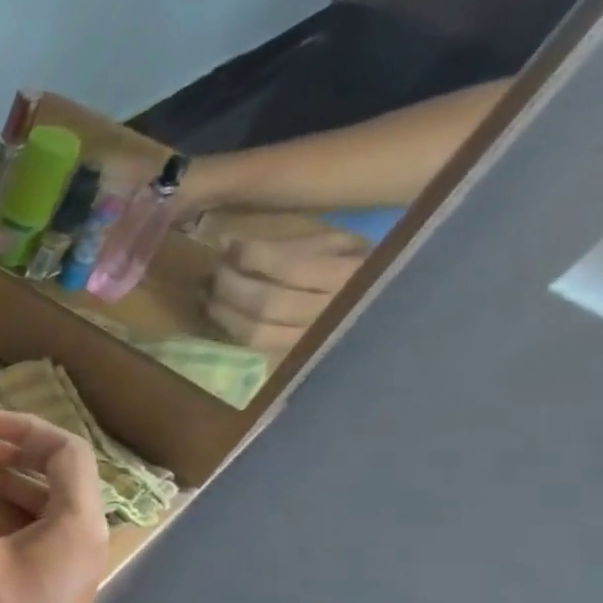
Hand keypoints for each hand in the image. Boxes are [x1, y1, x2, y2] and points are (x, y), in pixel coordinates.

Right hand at [0, 411, 108, 602]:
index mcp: (76, 521)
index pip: (64, 450)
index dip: (23, 427)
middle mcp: (83, 536)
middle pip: (58, 473)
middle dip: (13, 452)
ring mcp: (70, 563)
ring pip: (45, 503)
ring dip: (7, 482)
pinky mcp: (52, 584)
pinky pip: (35, 532)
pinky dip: (6, 514)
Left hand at [205, 229, 369, 351]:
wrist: (393, 306)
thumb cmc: (357, 265)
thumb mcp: (338, 243)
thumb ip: (291, 245)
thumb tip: (230, 244)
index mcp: (354, 276)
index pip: (292, 266)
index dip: (252, 256)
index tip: (227, 243)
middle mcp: (333, 314)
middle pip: (267, 303)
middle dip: (231, 284)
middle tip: (215, 269)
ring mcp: (313, 342)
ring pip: (256, 331)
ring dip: (223, 310)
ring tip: (209, 292)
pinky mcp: (296, 358)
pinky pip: (255, 347)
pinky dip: (231, 328)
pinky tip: (220, 312)